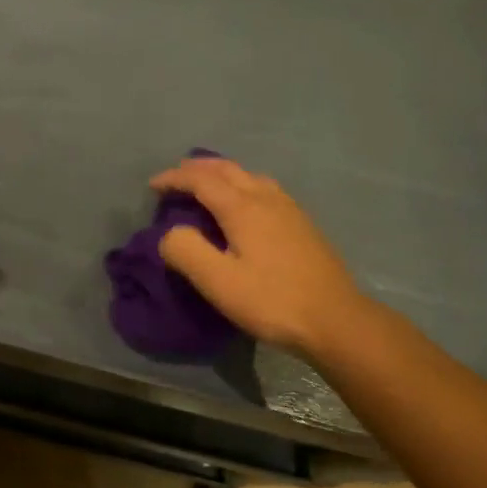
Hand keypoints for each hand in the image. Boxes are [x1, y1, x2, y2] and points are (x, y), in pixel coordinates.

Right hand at [149, 157, 372, 356]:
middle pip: (227, 169)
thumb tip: (169, 233)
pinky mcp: (302, 223)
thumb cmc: (272, 301)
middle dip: (197, 168)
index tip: (153, 186)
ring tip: (206, 186)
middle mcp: (266, 197)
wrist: (334, 318)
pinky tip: (245, 205)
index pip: (201, 180)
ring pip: (249, 175)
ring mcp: (289, 208)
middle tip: (175, 178)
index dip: (174, 178)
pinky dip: (242, 184)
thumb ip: (186, 251)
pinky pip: (264, 188)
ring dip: (221, 174)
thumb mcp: (219, 282)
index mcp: (242, 207)